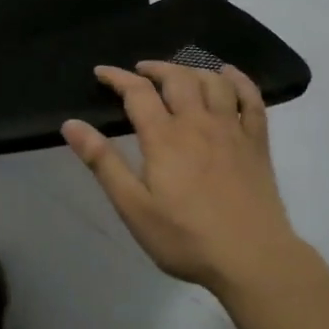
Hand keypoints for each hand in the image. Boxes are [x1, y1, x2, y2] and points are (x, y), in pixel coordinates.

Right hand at [62, 62, 301, 294]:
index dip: (117, 77)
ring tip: (178, 74)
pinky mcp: (257, 143)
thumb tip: (71, 124)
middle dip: (155, 68)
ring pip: (213, 82)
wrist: (253, 259)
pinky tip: (229, 76)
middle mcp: (199, 123)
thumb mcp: (133, 207)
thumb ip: (103, 162)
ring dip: (192, 69)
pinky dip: (239, 80)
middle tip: (140, 72)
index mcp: (164, 137)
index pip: (137, 92)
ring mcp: (232, 130)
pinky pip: (251, 99)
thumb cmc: (186, 238)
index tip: (102, 72)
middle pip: (177, 78)